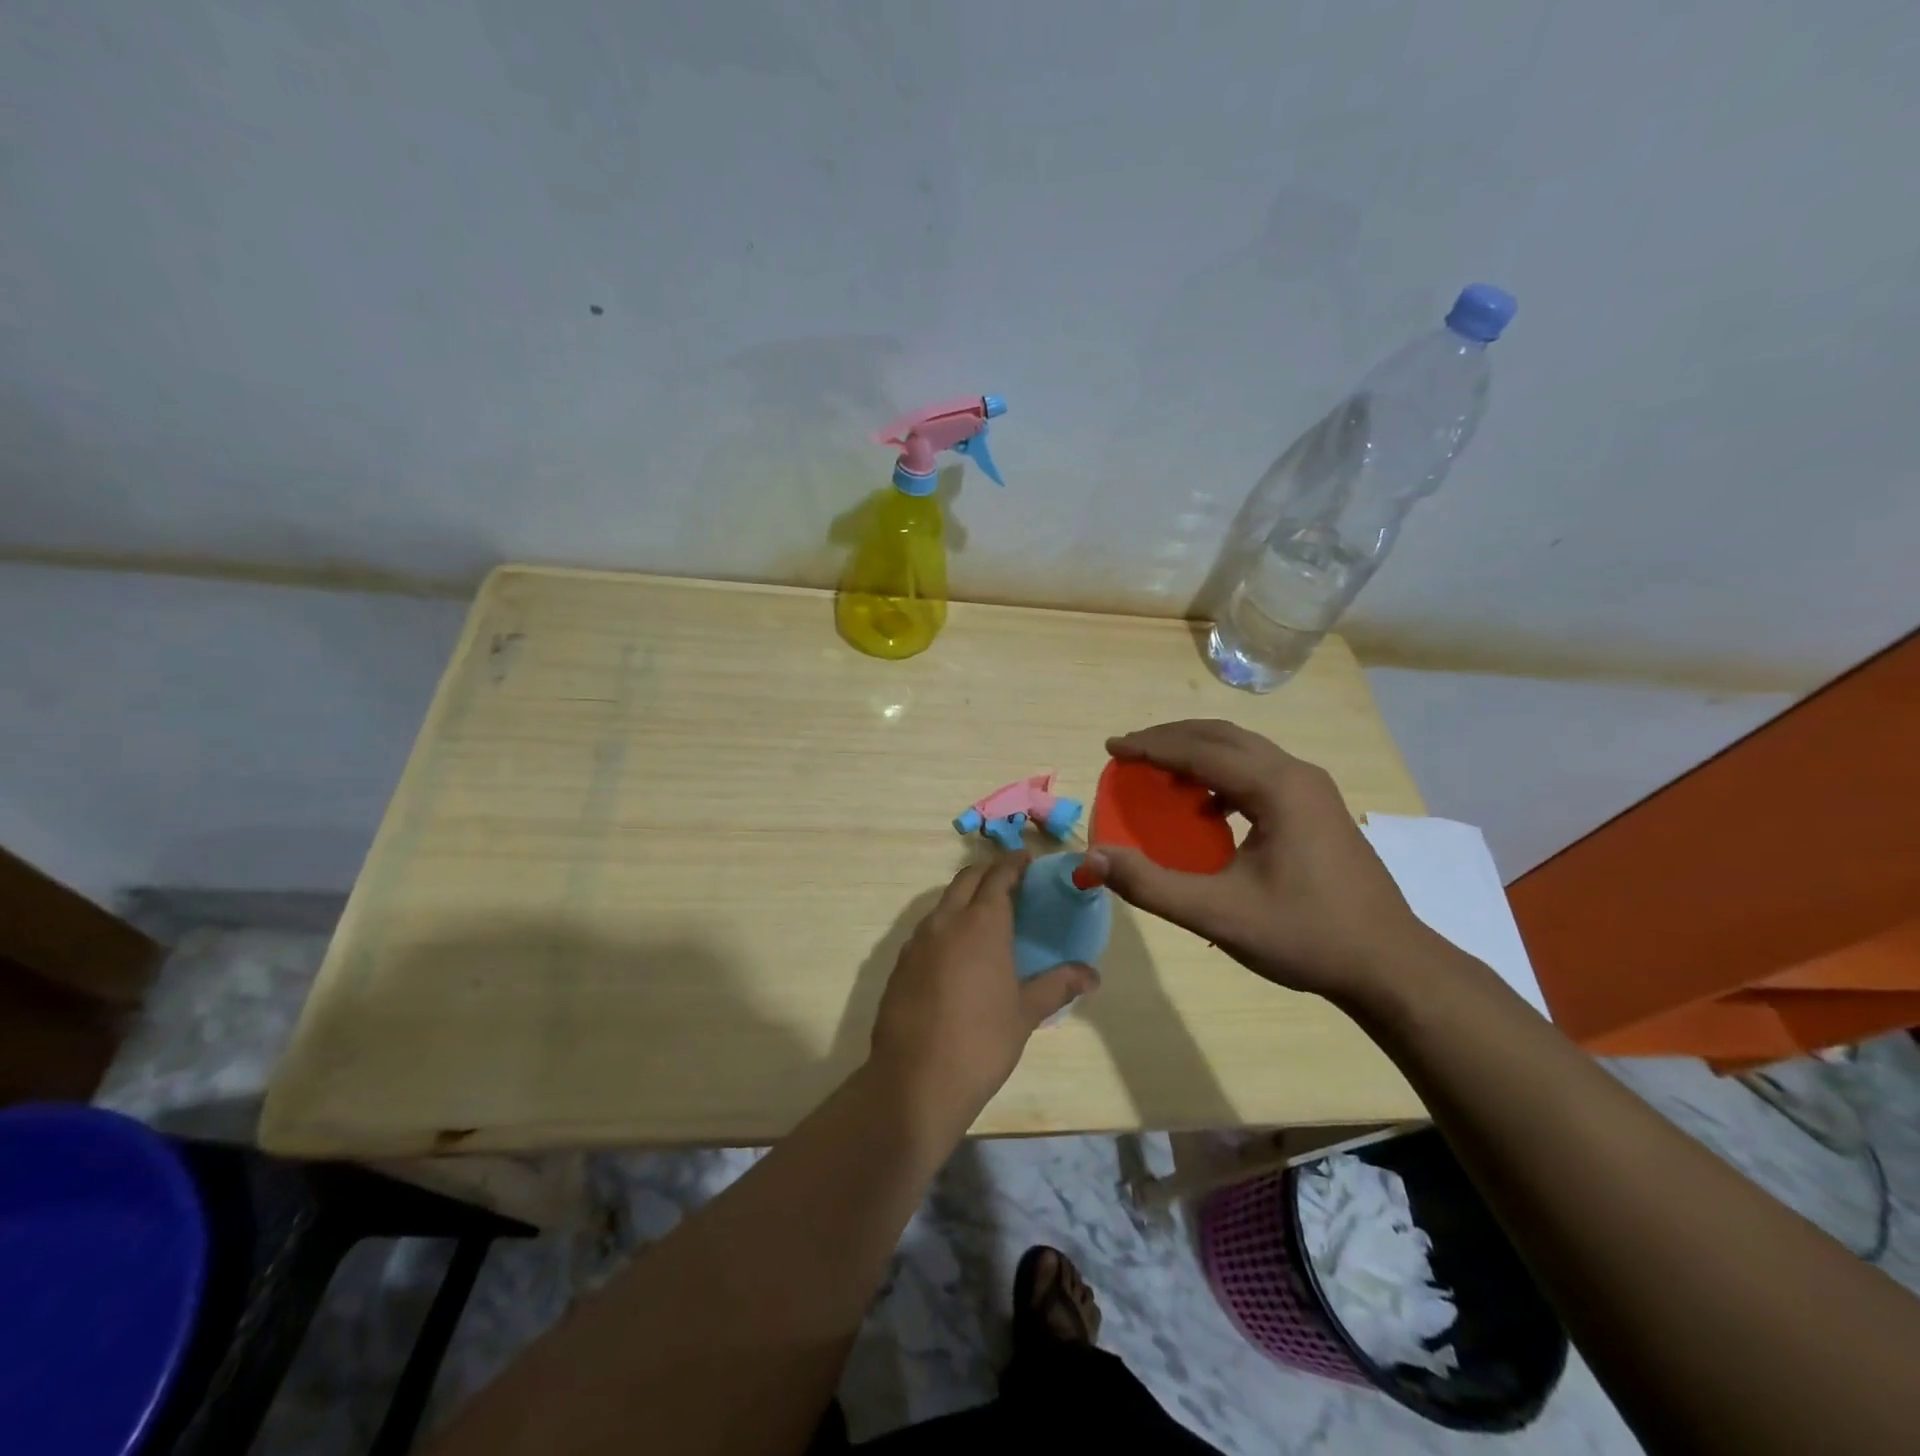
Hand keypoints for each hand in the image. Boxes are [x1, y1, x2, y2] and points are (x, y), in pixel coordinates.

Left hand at [869, 852, 1097, 1121]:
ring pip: (943, 902)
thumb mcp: (1026, 1013)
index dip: (1013, 863)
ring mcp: (917, 941)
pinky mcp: (900, 964)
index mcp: (981, 923)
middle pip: (966, 879)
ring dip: (964, 896)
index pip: (998, 875)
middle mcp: (946, 921)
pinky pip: (927, 929)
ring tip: (985, 912)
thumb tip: (1093, 974)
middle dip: (988, 872)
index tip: (1026, 859)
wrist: (916, 1080)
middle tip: (1010, 880)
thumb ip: (1058, 985)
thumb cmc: (982, 1042)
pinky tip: (956, 950)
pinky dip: (945, 924)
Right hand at [1086, 720, 1428, 999]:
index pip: (1200, 751)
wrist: (1390, 966)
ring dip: (1197, 753)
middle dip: (1170, 739)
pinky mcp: (1318, 809)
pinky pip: (1259, 772)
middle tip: (1128, 752)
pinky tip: (1207, 810)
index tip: (1111, 748)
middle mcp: (1297, 774)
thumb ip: (1151, 884)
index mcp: (1276, 787)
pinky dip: (1222, 775)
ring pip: (1244, 751)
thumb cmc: (1305, 936)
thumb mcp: (1219, 914)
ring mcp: (1313, 790)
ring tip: (1159, 772)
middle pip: (1223, 737)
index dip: (1150, 747)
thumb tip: (1093, 858)